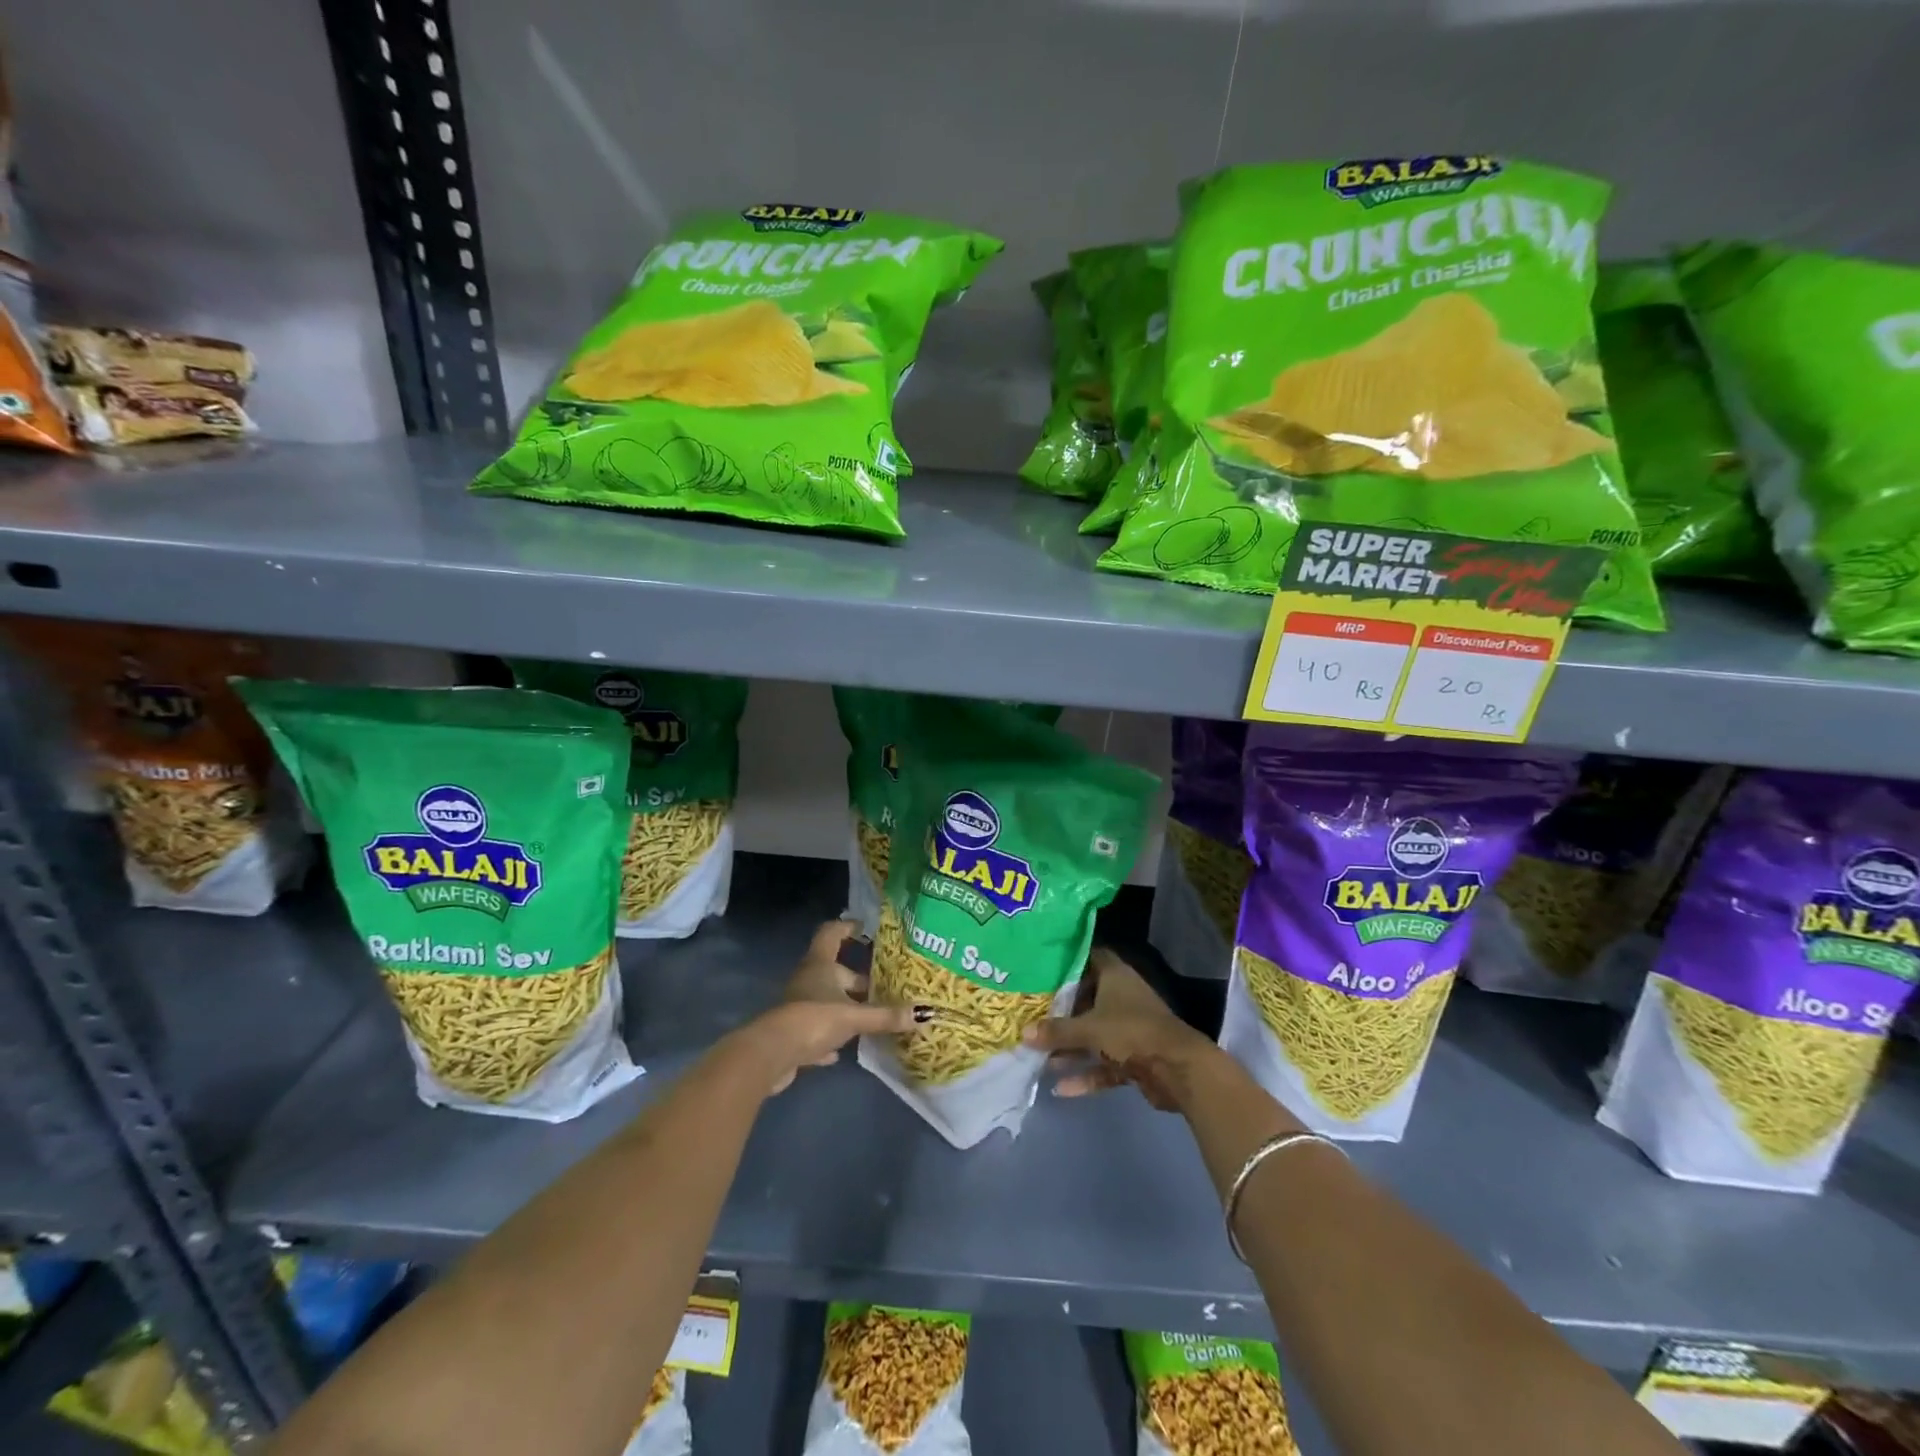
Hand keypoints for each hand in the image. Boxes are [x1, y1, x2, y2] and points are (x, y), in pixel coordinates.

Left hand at [739, 919, 917, 1094]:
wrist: (771, 1055)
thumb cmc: (813, 1019)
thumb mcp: (855, 1017)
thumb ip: (886, 1016)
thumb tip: (925, 1013)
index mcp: (820, 964)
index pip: (832, 933)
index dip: (847, 927)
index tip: (864, 927)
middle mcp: (808, 979)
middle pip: (835, 971)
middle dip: (858, 978)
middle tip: (885, 984)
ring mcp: (799, 1006)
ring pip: (827, 1000)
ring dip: (847, 1007)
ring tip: (874, 1014)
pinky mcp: (793, 1034)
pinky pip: (817, 1029)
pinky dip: (831, 1036)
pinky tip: (844, 1049)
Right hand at [1022, 948, 1216, 1110]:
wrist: (1178, 1069)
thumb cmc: (1131, 1032)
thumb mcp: (1089, 1029)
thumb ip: (1056, 1031)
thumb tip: (1023, 1033)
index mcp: (1115, 977)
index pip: (1089, 958)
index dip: (1068, 961)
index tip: (1041, 968)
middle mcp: (1123, 998)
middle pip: (1088, 999)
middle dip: (1062, 1011)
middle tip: (1031, 1015)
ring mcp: (1130, 1029)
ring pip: (1094, 1035)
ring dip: (1071, 1048)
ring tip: (1039, 1058)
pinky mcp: (1136, 1058)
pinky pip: (1105, 1064)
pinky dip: (1087, 1074)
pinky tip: (1062, 1089)